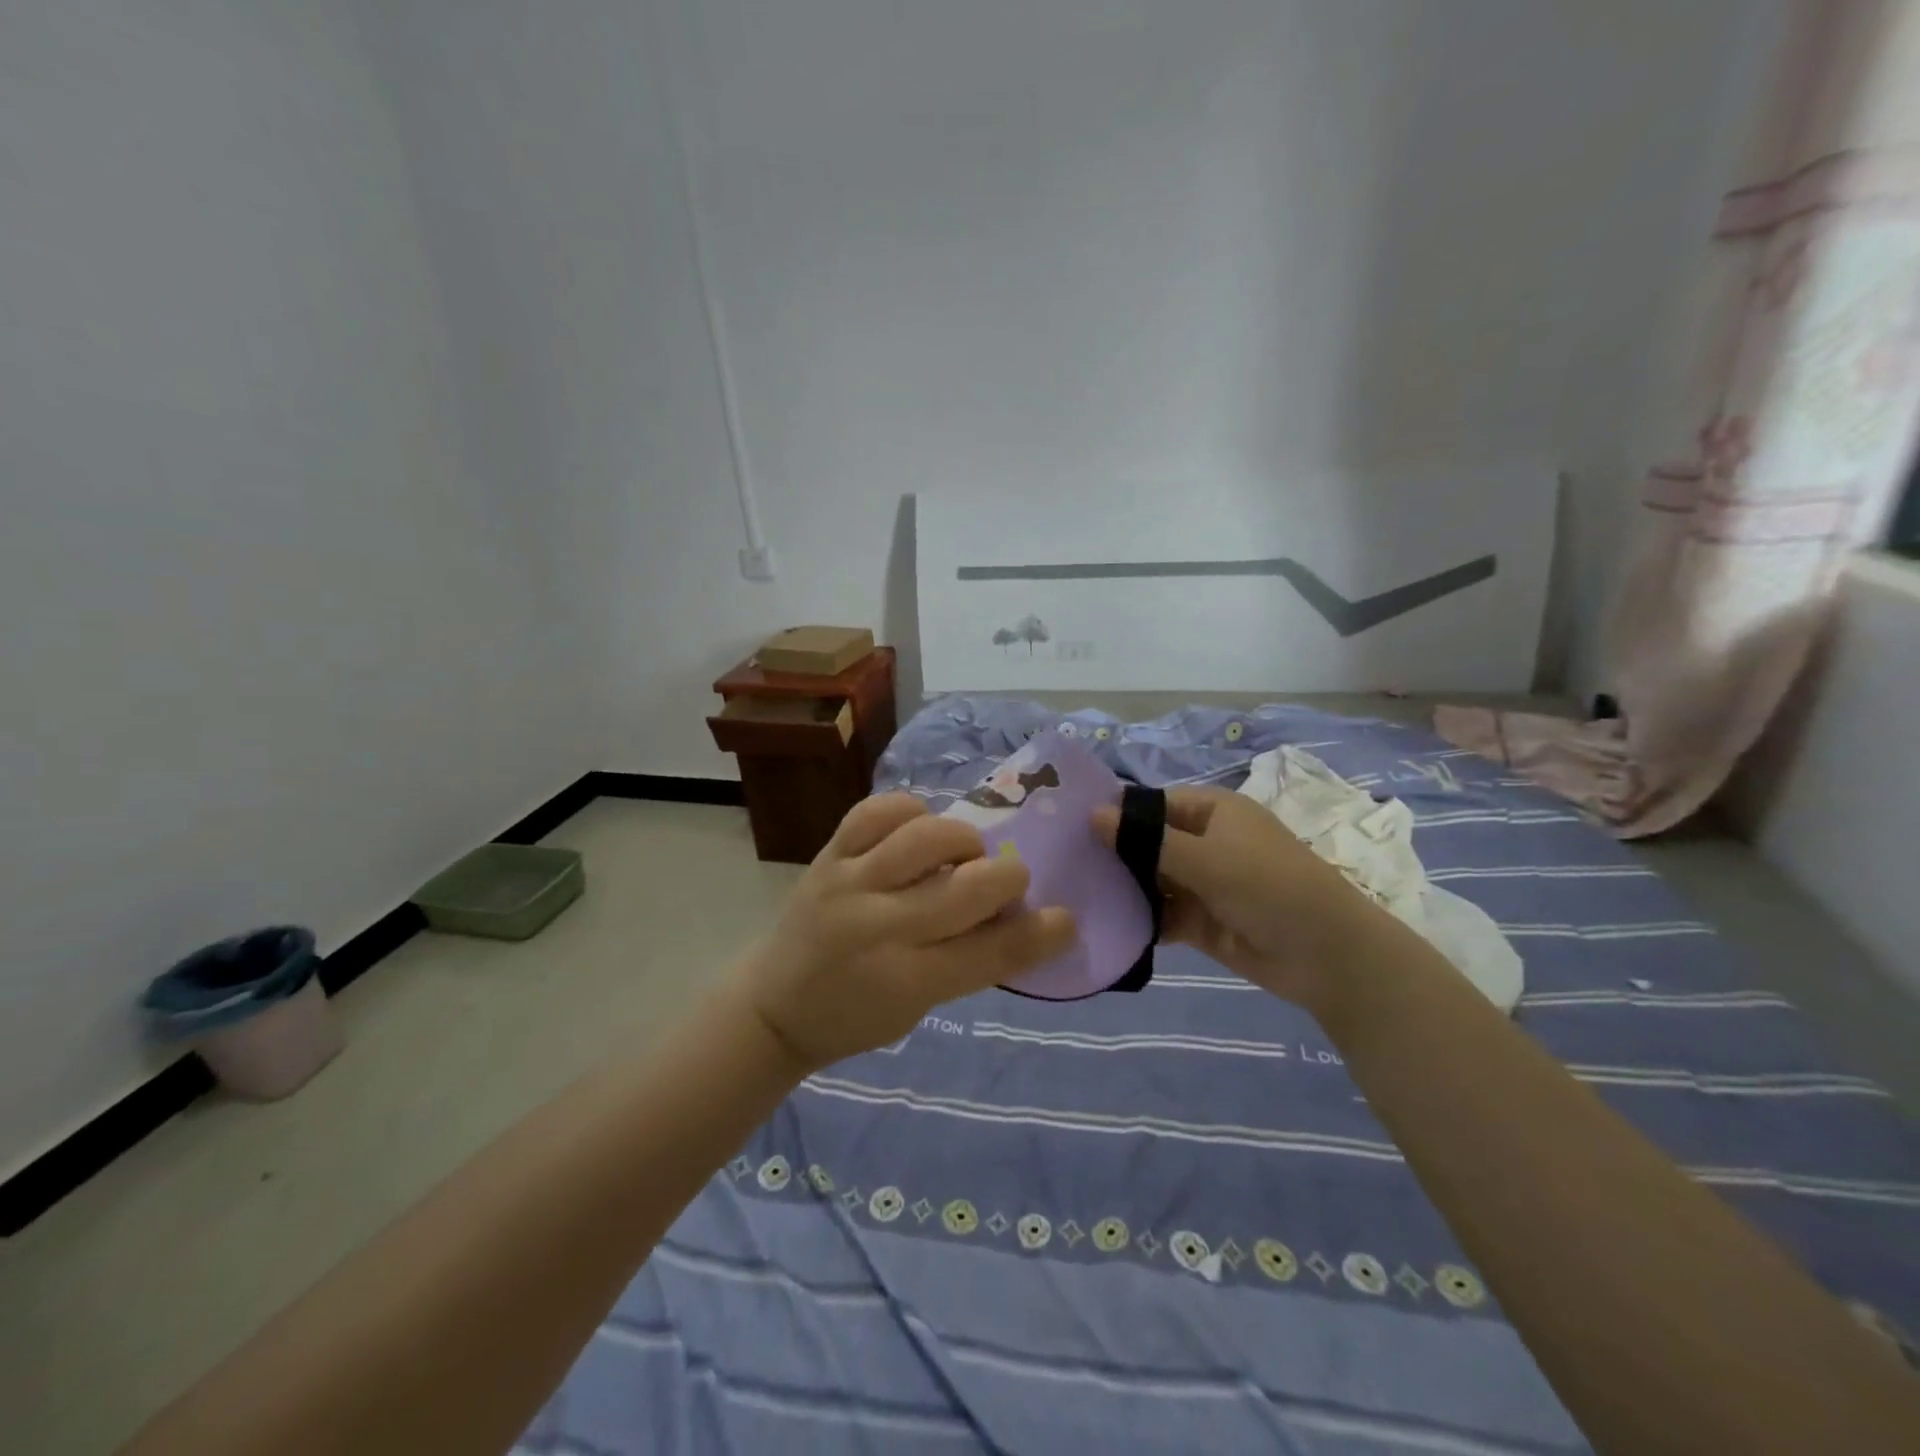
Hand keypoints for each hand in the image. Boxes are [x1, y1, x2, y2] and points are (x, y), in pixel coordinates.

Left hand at [734, 793, 1075, 1070]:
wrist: (773, 1004)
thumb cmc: (855, 1016)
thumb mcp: (919, 1009)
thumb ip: (969, 961)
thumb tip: (1019, 913)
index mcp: (907, 981)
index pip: (991, 953)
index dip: (1041, 934)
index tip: (1066, 919)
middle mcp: (879, 928)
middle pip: (968, 888)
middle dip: (1009, 877)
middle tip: (1009, 881)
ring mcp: (849, 883)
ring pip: (927, 837)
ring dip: (963, 840)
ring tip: (962, 854)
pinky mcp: (828, 854)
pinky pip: (878, 810)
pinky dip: (911, 812)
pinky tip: (919, 829)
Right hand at [1093, 786, 1396, 1011]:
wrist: (1327, 955)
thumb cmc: (1269, 886)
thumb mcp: (1207, 858)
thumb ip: (1147, 840)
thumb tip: (1093, 814)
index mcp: (1212, 812)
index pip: (1152, 804)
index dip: (1116, 814)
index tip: (1070, 827)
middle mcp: (1205, 842)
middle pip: (1148, 842)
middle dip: (1114, 853)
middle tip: (1063, 864)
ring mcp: (1203, 883)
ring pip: (1152, 880)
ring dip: (1124, 888)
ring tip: (1076, 894)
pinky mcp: (1201, 920)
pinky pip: (1162, 913)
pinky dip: (1141, 918)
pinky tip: (1106, 924)